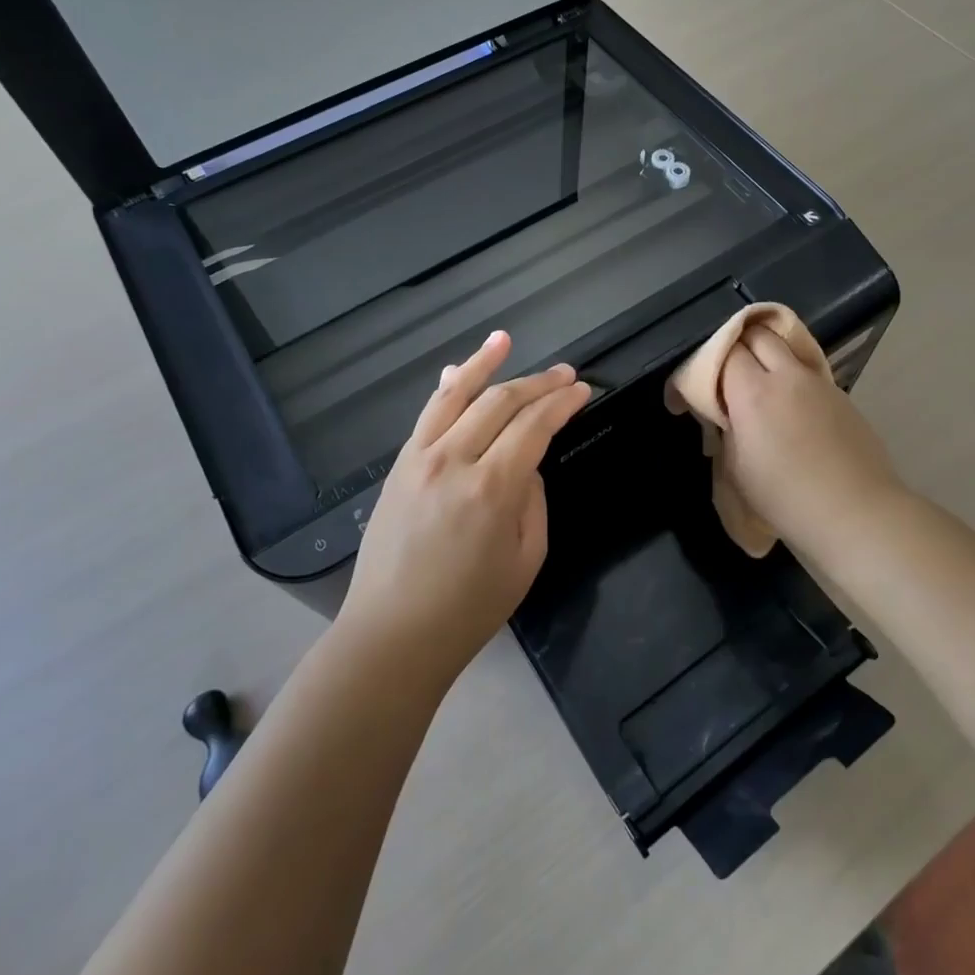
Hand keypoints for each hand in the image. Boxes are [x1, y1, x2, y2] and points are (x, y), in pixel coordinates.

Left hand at [338, 330, 591, 685]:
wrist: (392, 635)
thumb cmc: (468, 609)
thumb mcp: (525, 560)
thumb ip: (532, 500)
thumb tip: (526, 461)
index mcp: (492, 488)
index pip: (534, 425)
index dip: (562, 402)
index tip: (582, 389)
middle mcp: (454, 460)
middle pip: (501, 402)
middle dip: (537, 383)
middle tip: (564, 373)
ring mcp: (421, 458)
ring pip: (457, 395)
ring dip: (484, 363)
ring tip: (505, 339)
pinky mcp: (400, 465)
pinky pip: (427, 414)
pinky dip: (446, 387)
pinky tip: (458, 370)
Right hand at [718, 326, 907, 563]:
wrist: (857, 515)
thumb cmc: (785, 499)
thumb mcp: (735, 469)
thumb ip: (725, 430)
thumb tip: (724, 414)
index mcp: (753, 391)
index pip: (723, 351)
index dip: (700, 367)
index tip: (688, 396)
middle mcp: (788, 375)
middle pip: (757, 334)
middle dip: (736, 347)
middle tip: (725, 378)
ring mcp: (819, 382)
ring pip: (787, 346)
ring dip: (767, 356)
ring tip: (758, 385)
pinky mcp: (842, 395)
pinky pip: (808, 371)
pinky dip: (792, 376)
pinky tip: (791, 407)